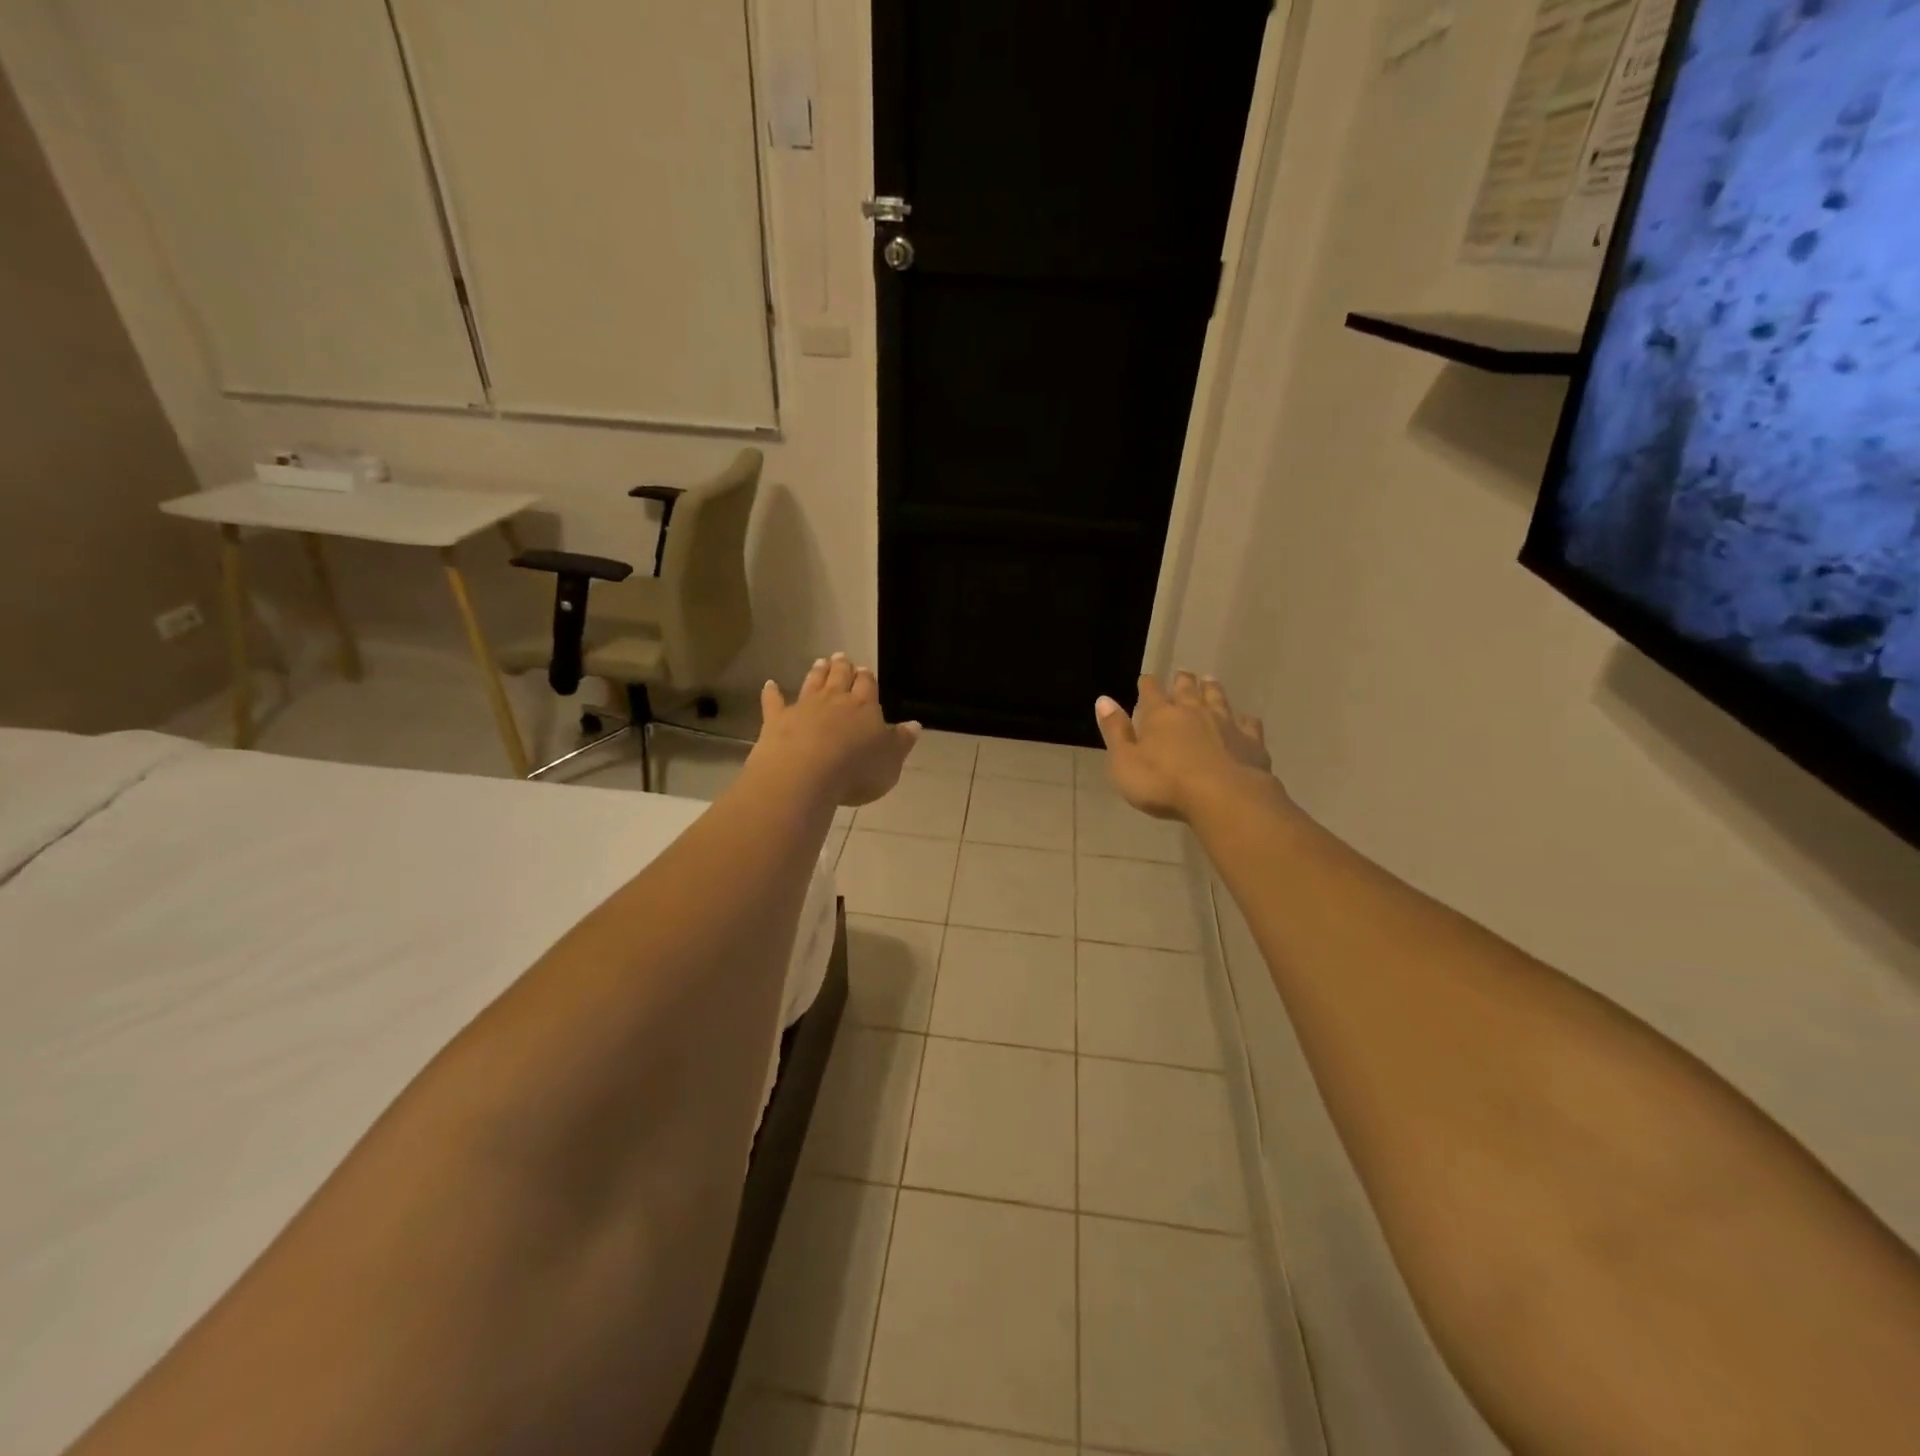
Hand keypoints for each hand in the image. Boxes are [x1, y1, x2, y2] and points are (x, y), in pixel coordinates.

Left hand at [751, 653, 920, 807]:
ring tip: (820, 662)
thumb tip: (914, 725)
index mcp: (865, 707)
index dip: (867, 678)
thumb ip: (901, 742)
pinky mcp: (777, 720)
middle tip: (842, 657)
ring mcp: (804, 708)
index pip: (868, 685)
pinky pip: (774, 702)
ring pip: (812, 684)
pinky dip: (772, 692)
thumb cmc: (855, 771)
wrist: (804, 775)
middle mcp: (834, 700)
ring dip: (817, 673)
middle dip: (842, 668)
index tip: (865, 670)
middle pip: (839, 678)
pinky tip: (770, 684)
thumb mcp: (890, 762)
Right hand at [1094, 672, 1277, 821]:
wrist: (1224, 798)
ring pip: (1218, 698)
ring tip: (1209, 681)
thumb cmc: (1164, 784)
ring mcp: (1225, 723)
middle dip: (1182, 681)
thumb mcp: (1125, 762)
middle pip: (1187, 689)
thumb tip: (1103, 699)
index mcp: (1160, 715)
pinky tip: (1245, 721)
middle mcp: (1193, 711)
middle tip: (1182, 674)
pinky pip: (1248, 724)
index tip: (1146, 679)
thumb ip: (1115, 731)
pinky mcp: (1251, 741)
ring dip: (1212, 689)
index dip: (1147, 684)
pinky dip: (1244, 720)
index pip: (1150, 692)